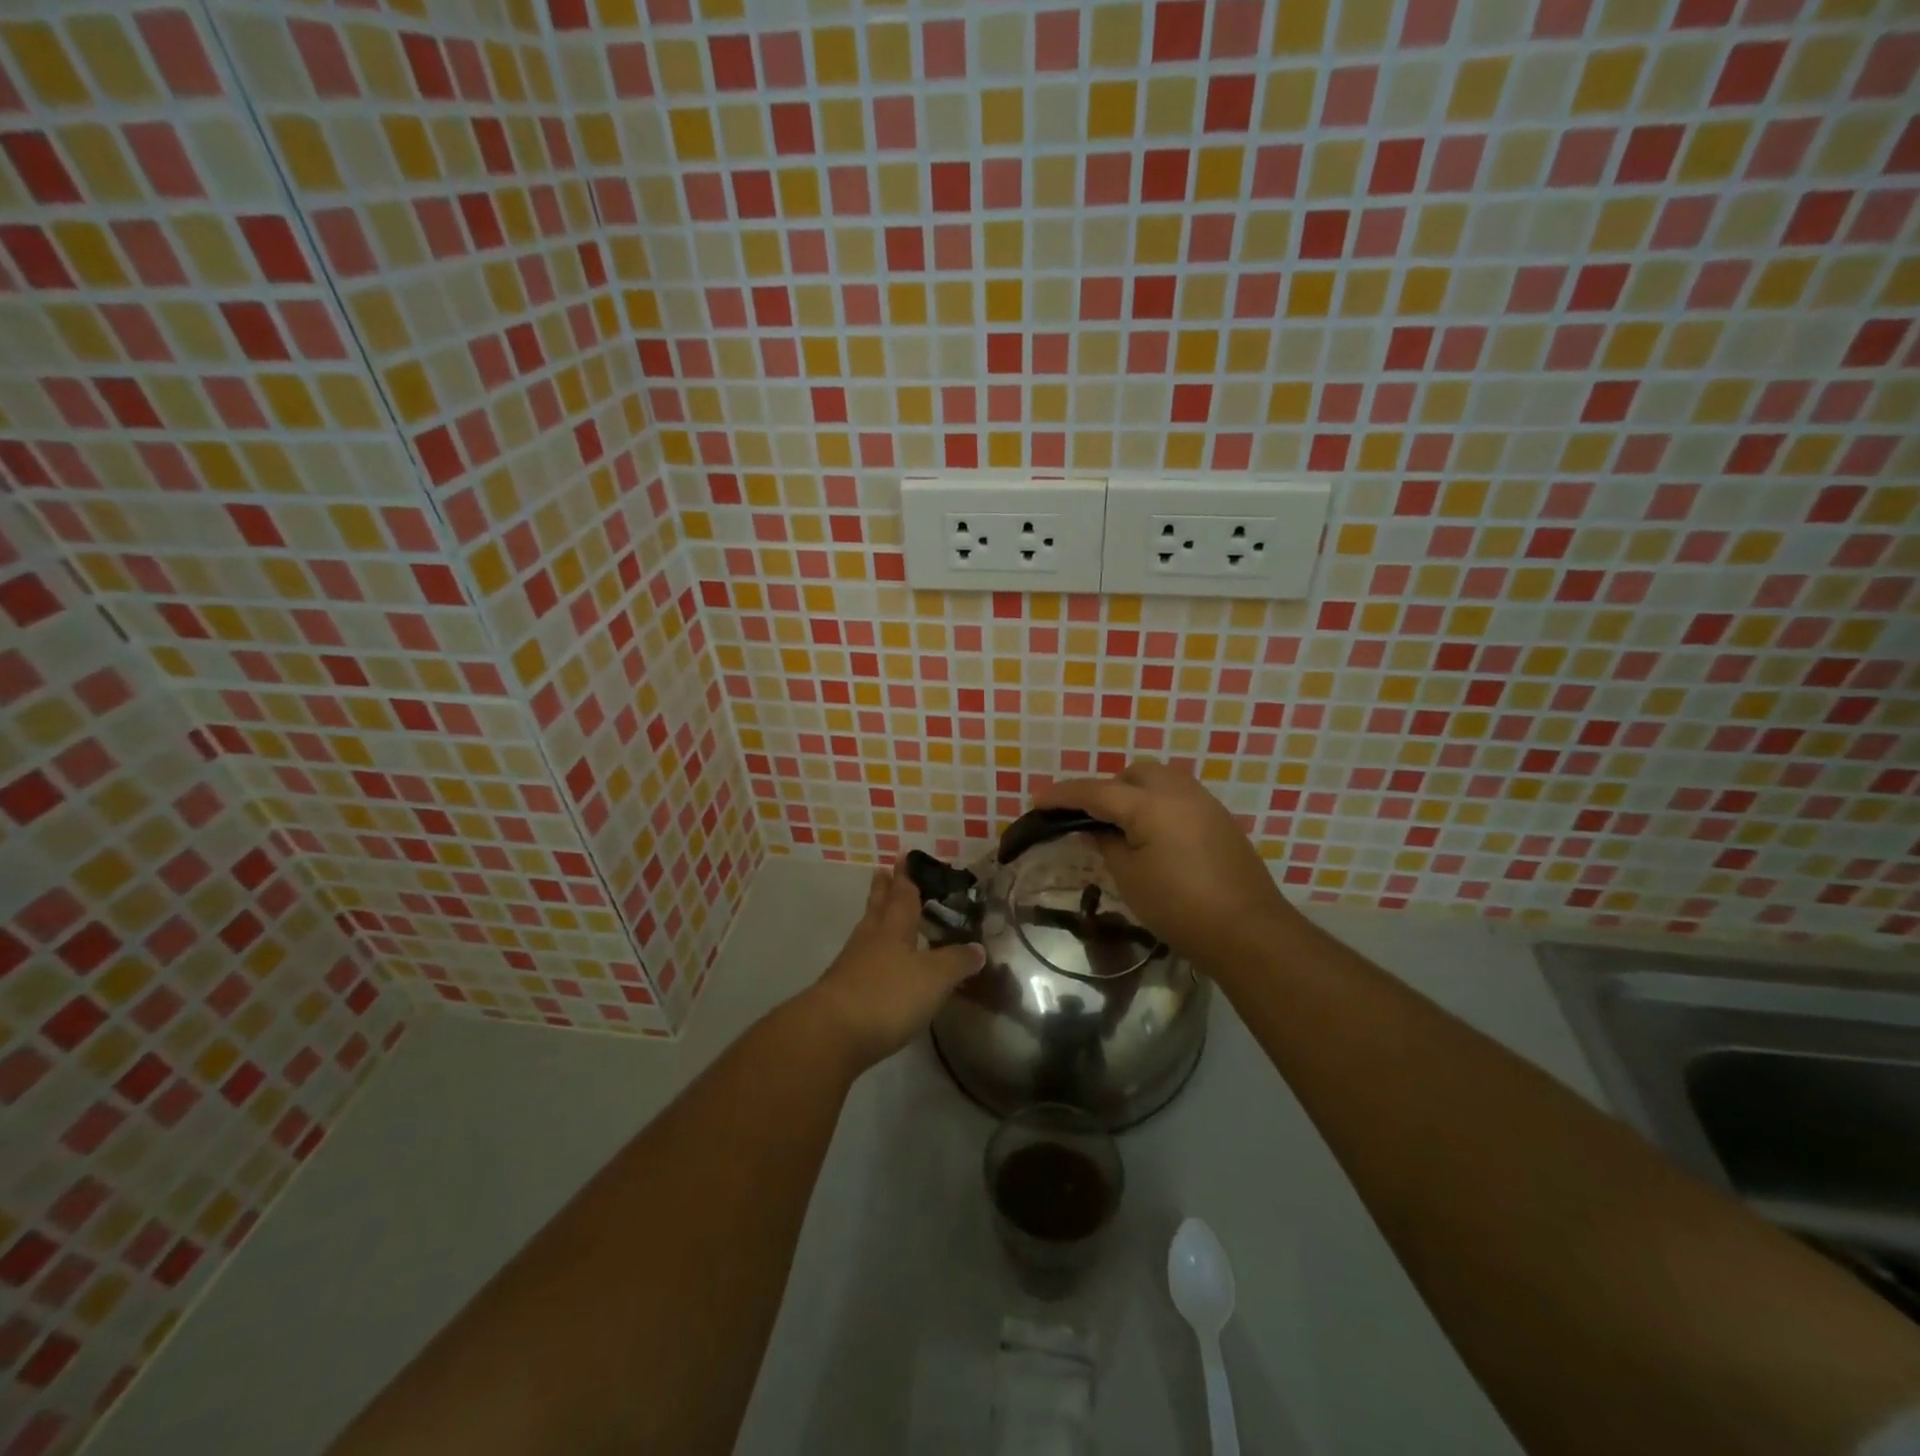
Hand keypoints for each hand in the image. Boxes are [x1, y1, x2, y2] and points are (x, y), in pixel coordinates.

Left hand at [802, 861, 984, 1070]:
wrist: (832, 1033)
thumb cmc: (888, 996)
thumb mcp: (934, 978)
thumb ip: (957, 962)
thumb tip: (978, 948)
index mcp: (894, 929)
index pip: (903, 895)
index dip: (906, 877)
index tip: (903, 857)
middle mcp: (871, 939)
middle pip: (878, 907)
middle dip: (883, 890)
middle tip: (883, 871)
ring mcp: (852, 964)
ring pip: (867, 931)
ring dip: (875, 918)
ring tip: (881, 911)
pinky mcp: (842, 991)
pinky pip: (861, 960)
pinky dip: (872, 953)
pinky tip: (877, 963)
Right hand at [1035, 759, 1296, 969]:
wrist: (1246, 930)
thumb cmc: (1178, 907)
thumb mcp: (1129, 877)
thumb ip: (1106, 843)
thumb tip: (1094, 828)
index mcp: (1149, 803)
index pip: (1095, 792)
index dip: (1063, 796)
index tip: (1038, 802)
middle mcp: (1177, 791)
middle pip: (1131, 774)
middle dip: (1105, 789)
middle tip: (1088, 819)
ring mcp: (1202, 801)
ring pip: (1158, 779)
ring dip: (1133, 793)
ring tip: (1120, 826)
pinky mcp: (1218, 817)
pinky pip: (1177, 795)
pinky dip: (1156, 804)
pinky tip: (1152, 835)